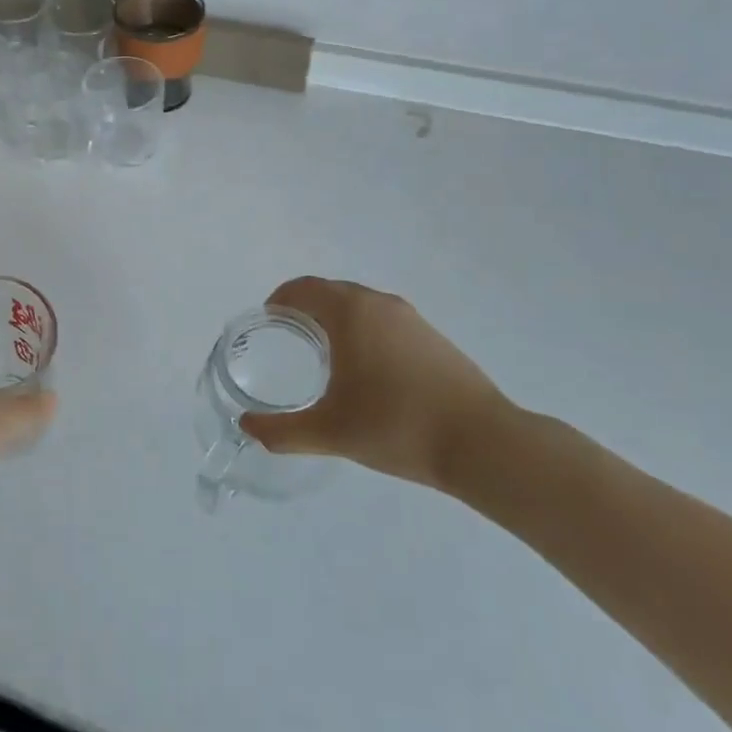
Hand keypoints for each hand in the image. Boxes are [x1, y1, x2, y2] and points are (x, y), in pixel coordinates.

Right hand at [239, 278, 510, 492]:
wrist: (484, 444)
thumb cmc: (397, 426)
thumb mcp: (331, 432)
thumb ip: (282, 431)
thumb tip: (247, 427)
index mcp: (351, 312)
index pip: (305, 288)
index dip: (281, 298)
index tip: (267, 320)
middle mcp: (379, 304)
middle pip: (331, 291)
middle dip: (306, 307)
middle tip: (288, 337)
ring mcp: (411, 319)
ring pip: (360, 304)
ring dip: (336, 317)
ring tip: (323, 352)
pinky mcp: (433, 337)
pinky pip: (384, 319)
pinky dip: (363, 329)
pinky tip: (366, 368)